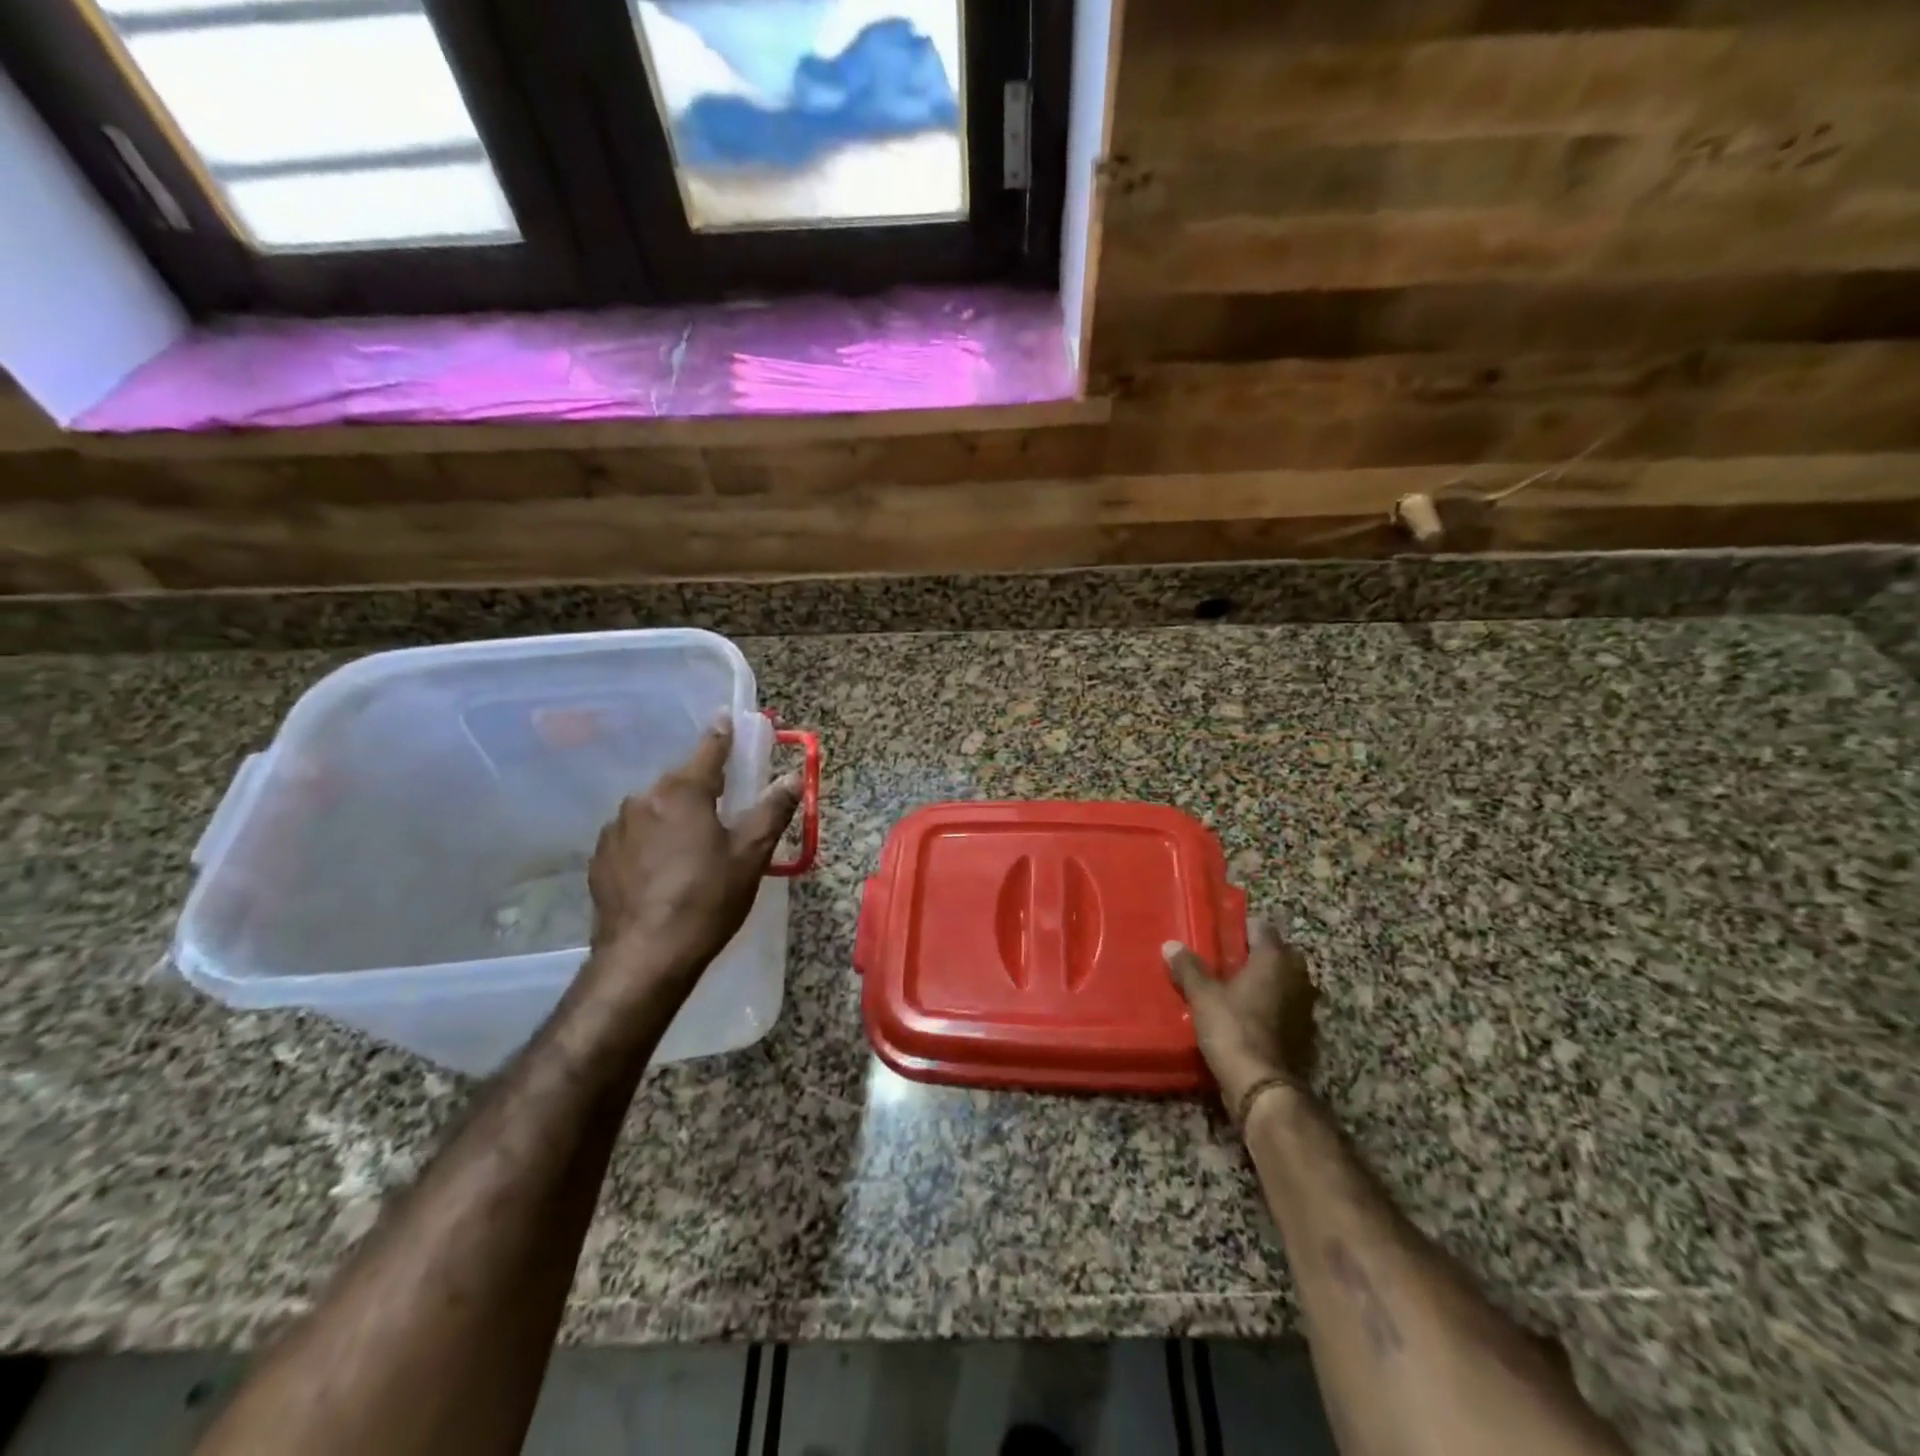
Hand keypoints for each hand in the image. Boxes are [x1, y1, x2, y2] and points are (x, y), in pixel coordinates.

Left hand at [583, 714, 800, 997]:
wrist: (644, 957)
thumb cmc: (707, 900)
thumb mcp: (750, 855)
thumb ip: (772, 810)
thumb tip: (793, 777)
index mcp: (683, 792)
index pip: (709, 749)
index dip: (723, 734)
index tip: (727, 718)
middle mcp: (643, 799)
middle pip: (680, 782)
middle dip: (702, 787)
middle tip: (723, 807)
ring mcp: (616, 828)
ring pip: (655, 809)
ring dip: (674, 816)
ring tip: (692, 847)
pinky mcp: (600, 858)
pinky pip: (634, 835)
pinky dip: (651, 840)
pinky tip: (663, 869)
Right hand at [1164, 920, 1318, 1118]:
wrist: (1262, 1086)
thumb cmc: (1233, 1028)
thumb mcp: (1203, 995)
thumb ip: (1188, 968)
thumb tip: (1171, 945)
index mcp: (1275, 960)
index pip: (1262, 928)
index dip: (1241, 927)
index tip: (1221, 932)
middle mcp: (1297, 978)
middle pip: (1278, 954)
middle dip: (1257, 954)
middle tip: (1227, 959)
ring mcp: (1305, 1007)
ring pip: (1284, 982)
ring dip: (1266, 982)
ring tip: (1234, 987)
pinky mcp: (1304, 1034)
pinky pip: (1285, 1008)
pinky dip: (1271, 1007)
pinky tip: (1247, 1015)